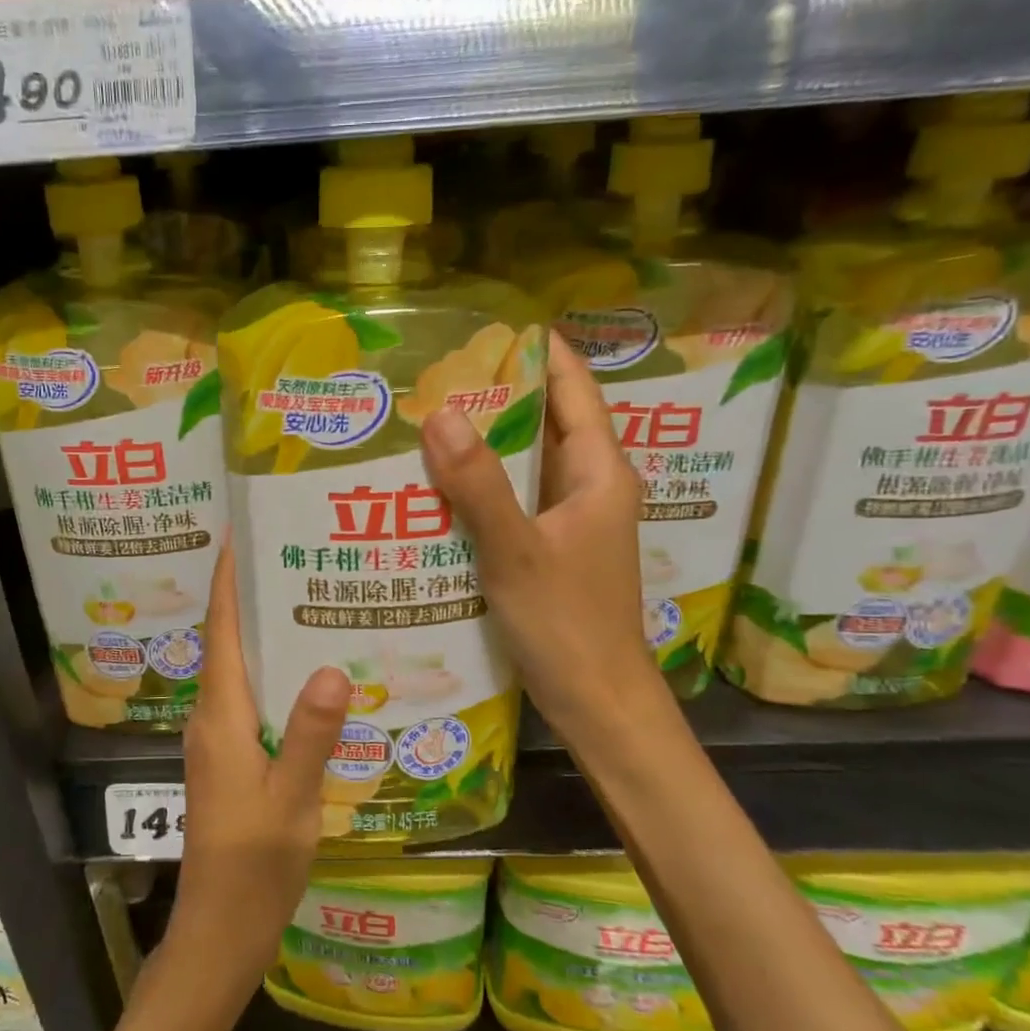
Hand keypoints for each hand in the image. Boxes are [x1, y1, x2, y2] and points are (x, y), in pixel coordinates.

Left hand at [169, 543, 347, 989]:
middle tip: (295, 555)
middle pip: (226, 639)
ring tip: (308, 598)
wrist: (220, 930)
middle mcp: (212, 716)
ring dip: (261, 630)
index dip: (227, 578)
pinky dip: (272, 670)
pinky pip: (249, 695)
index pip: (219, 628)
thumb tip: (330, 667)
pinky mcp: (230, 757)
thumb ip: (310, 735)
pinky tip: (309, 672)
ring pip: (238, 667)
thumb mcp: (290, 799)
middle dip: (250, 593)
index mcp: (220, 715)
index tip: (242, 532)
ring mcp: (218, 738)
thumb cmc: (252, 866)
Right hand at [419, 331, 667, 740]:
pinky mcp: (552, 550)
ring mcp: (572, 522)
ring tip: (430, 419)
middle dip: (500, 395)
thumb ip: (480, 485)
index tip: (493, 327)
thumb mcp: (518, 552)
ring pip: (528, 464)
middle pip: (548, 423)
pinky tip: (440, 486)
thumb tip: (440, 413)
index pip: (575, 391)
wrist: (598, 703)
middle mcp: (590, 488)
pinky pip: (515, 500)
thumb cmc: (568, 626)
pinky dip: (484, 486)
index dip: (542, 354)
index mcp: (600, 474)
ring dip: (488, 443)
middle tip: (439, 374)